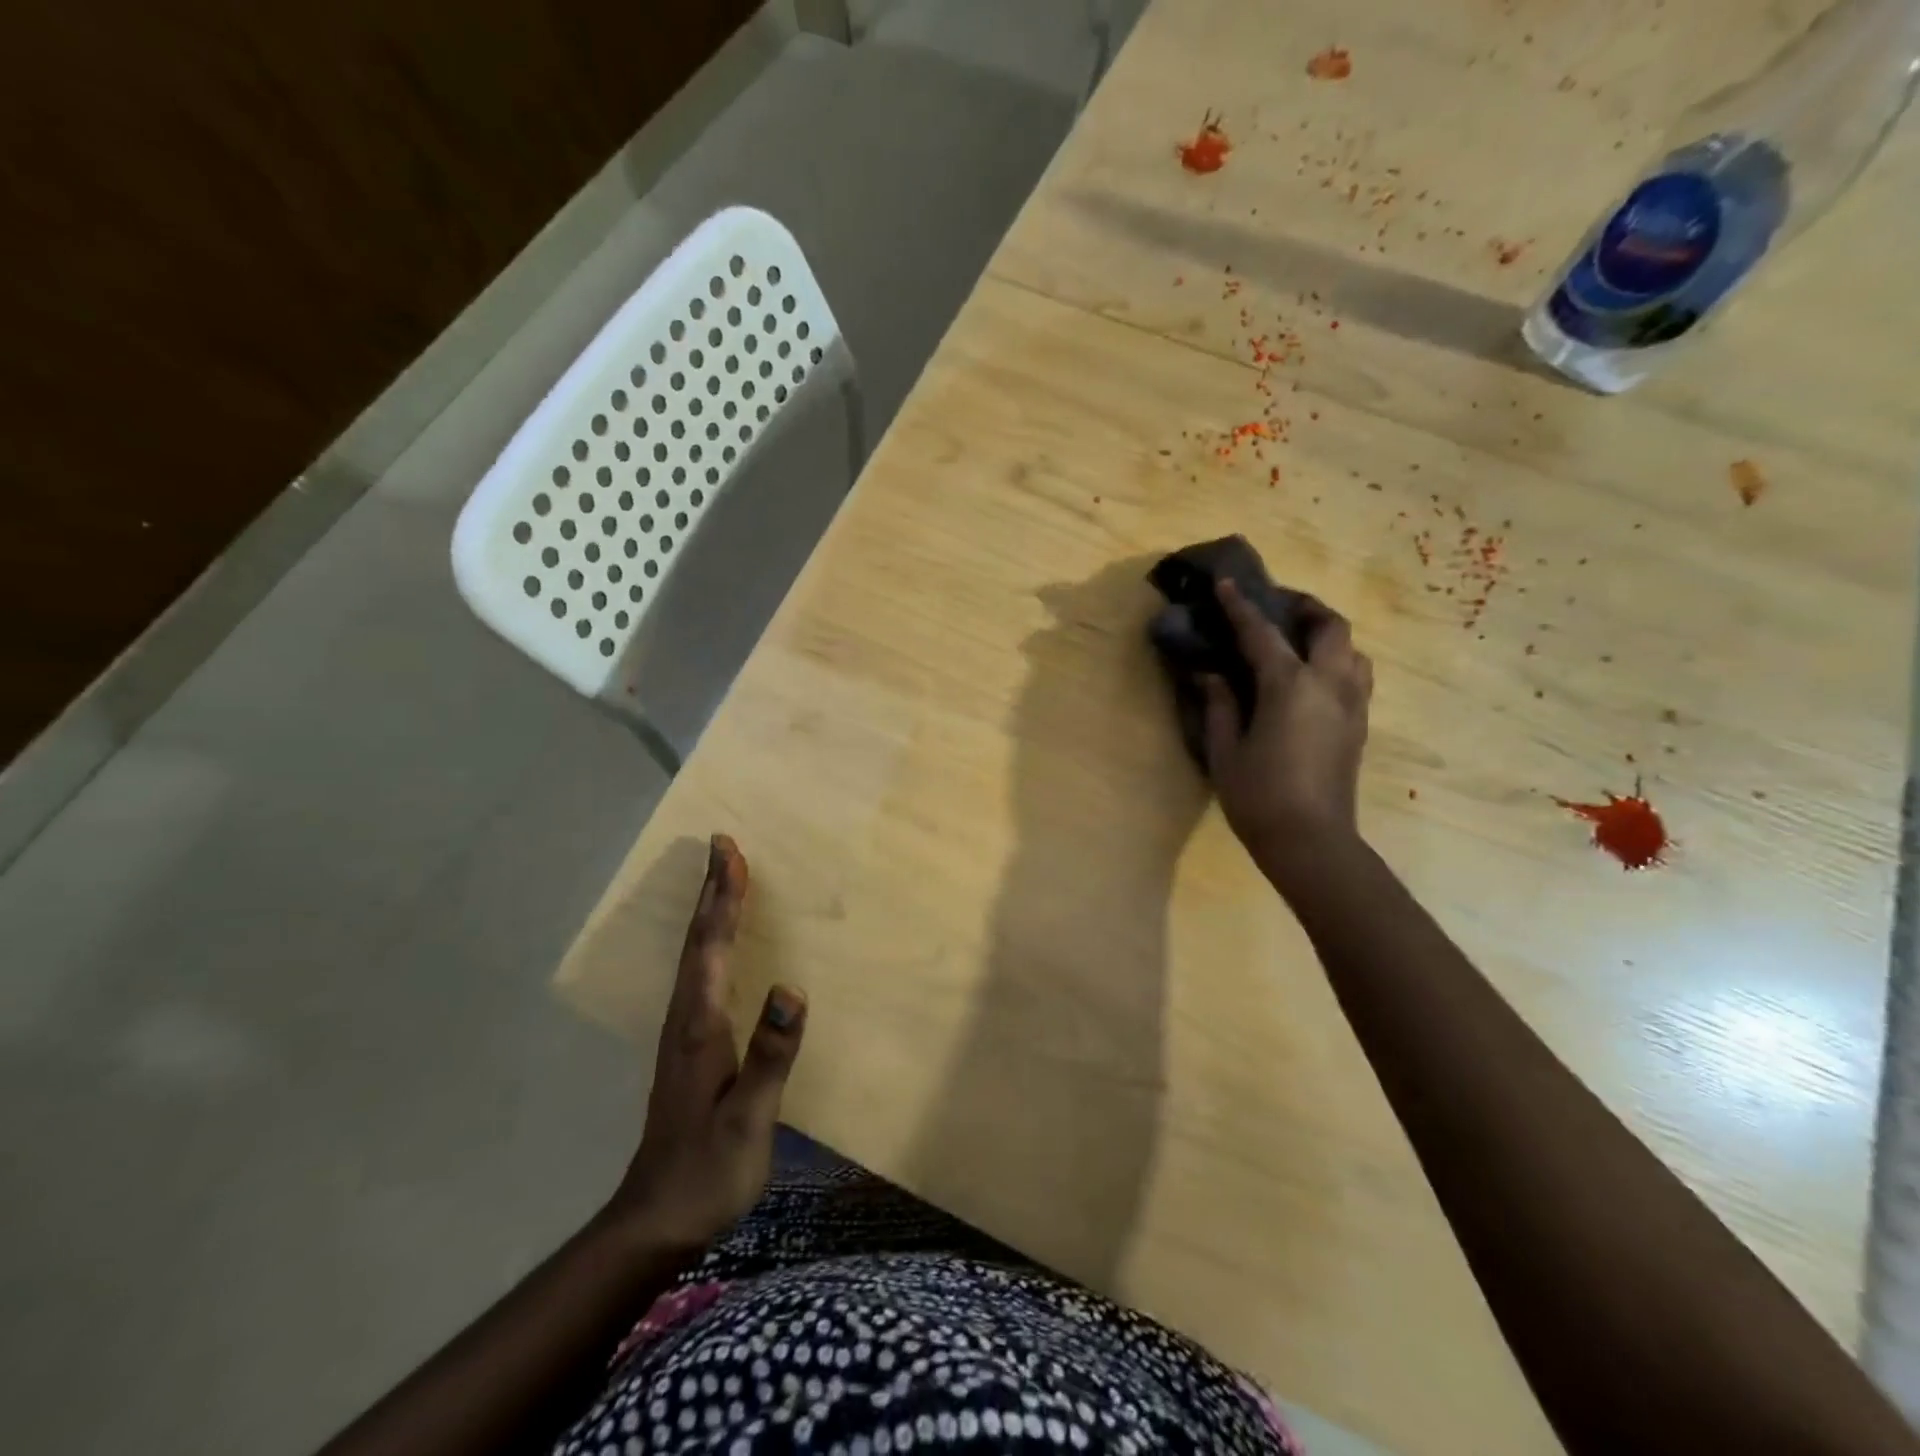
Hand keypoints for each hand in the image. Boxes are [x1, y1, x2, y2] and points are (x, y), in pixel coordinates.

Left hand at [606, 835, 806, 1252]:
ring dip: (709, 911)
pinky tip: (718, 943)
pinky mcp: (688, 1046)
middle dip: (713, 890)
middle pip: (697, 941)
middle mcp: (685, 1018)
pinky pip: (699, 974)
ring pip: (694, 954)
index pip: (711, 947)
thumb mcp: (748, 1120)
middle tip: (722, 846)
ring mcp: (682, 1032)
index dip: (724, 897)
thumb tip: (792, 990)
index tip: (729, 852)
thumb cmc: (708, 1171)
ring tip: (723, 878)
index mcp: (700, 1026)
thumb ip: (769, 1056)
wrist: (655, 1220)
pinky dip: (709, 942)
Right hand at [1201, 580, 1372, 876]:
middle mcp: (1329, 684)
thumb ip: (1219, 704)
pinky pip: (1356, 675)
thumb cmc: (1258, 795)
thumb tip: (1210, 674)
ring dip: (1326, 634)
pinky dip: (1336, 661)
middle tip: (1276, 606)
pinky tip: (1311, 677)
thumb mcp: (1224, 749)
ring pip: (1352, 649)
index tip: (1226, 583)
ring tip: (1297, 640)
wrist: (1311, 841)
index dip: (1240, 606)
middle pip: (1329, 626)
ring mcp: (1352, 704)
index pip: (1262, 633)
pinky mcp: (1360, 724)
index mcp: (1290, 686)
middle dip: (1304, 607)